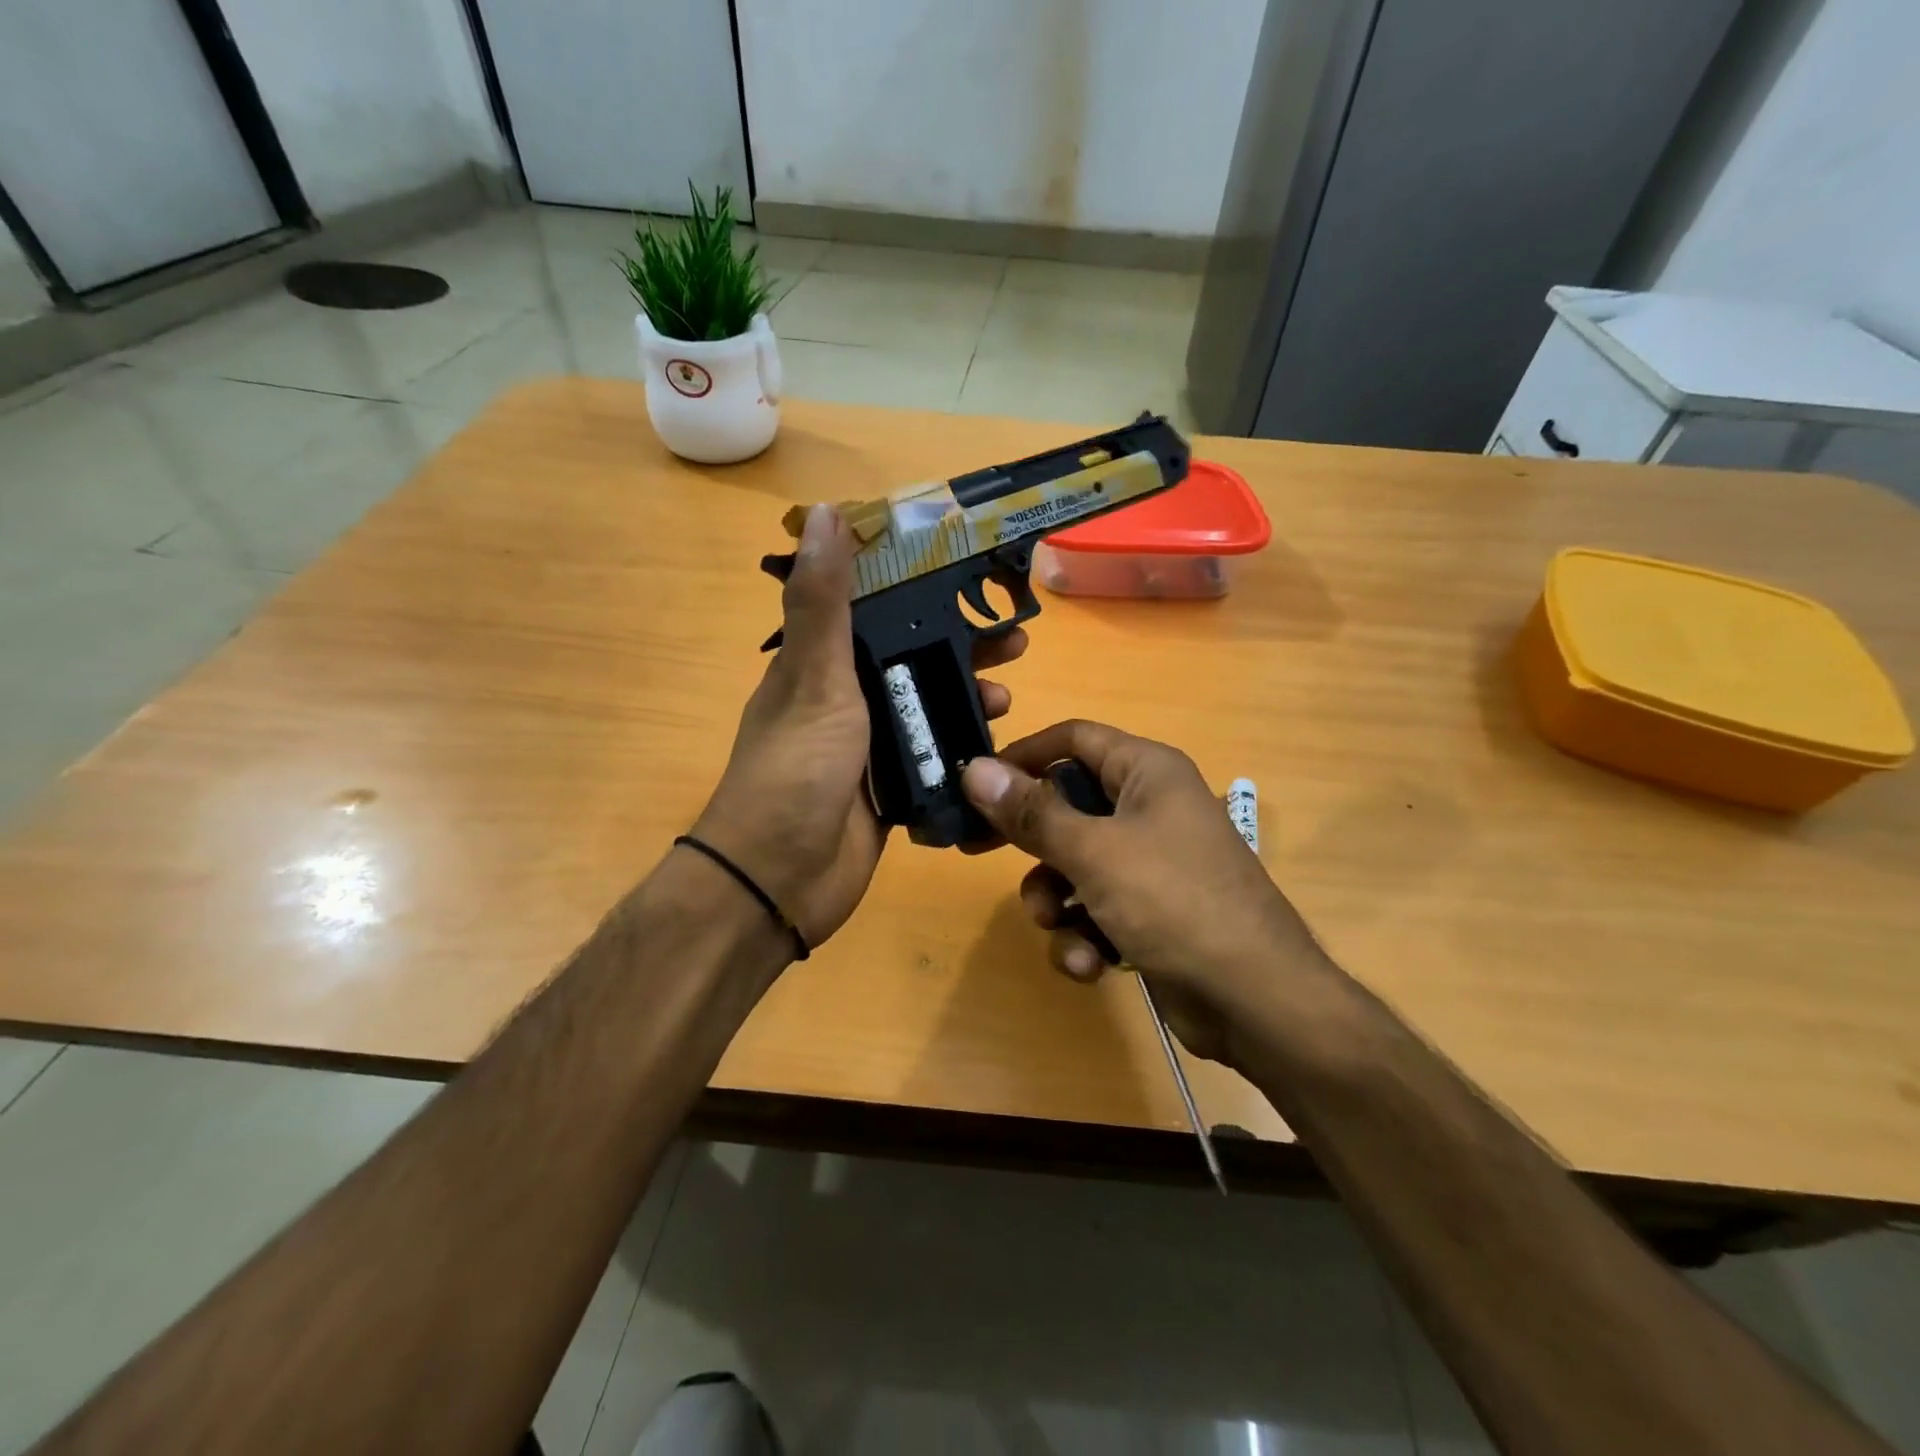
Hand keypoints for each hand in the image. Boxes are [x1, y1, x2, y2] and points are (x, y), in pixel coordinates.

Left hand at [694, 503, 1027, 950]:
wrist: (781, 877)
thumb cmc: (796, 769)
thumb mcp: (813, 678)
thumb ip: (823, 601)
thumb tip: (824, 513)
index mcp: (819, 665)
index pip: (872, 611)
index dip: (917, 589)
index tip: (967, 574)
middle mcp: (843, 700)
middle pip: (909, 659)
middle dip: (959, 647)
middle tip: (1013, 642)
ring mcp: (868, 748)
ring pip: (926, 707)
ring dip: (966, 696)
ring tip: (1008, 693)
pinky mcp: (889, 789)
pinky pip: (933, 755)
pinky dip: (962, 746)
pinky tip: (995, 742)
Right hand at [961, 720, 1321, 1065]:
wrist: (1256, 1003)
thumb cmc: (1175, 903)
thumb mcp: (1095, 853)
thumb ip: (1032, 812)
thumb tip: (975, 769)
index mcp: (1147, 772)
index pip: (1073, 739)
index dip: (1023, 754)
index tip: (976, 782)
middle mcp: (1149, 808)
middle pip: (1067, 805)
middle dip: (1029, 839)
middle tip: (975, 850)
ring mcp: (1151, 863)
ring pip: (1074, 864)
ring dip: (1055, 898)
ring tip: (1058, 925)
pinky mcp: (1149, 913)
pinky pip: (1095, 908)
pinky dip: (1084, 934)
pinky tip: (1089, 964)